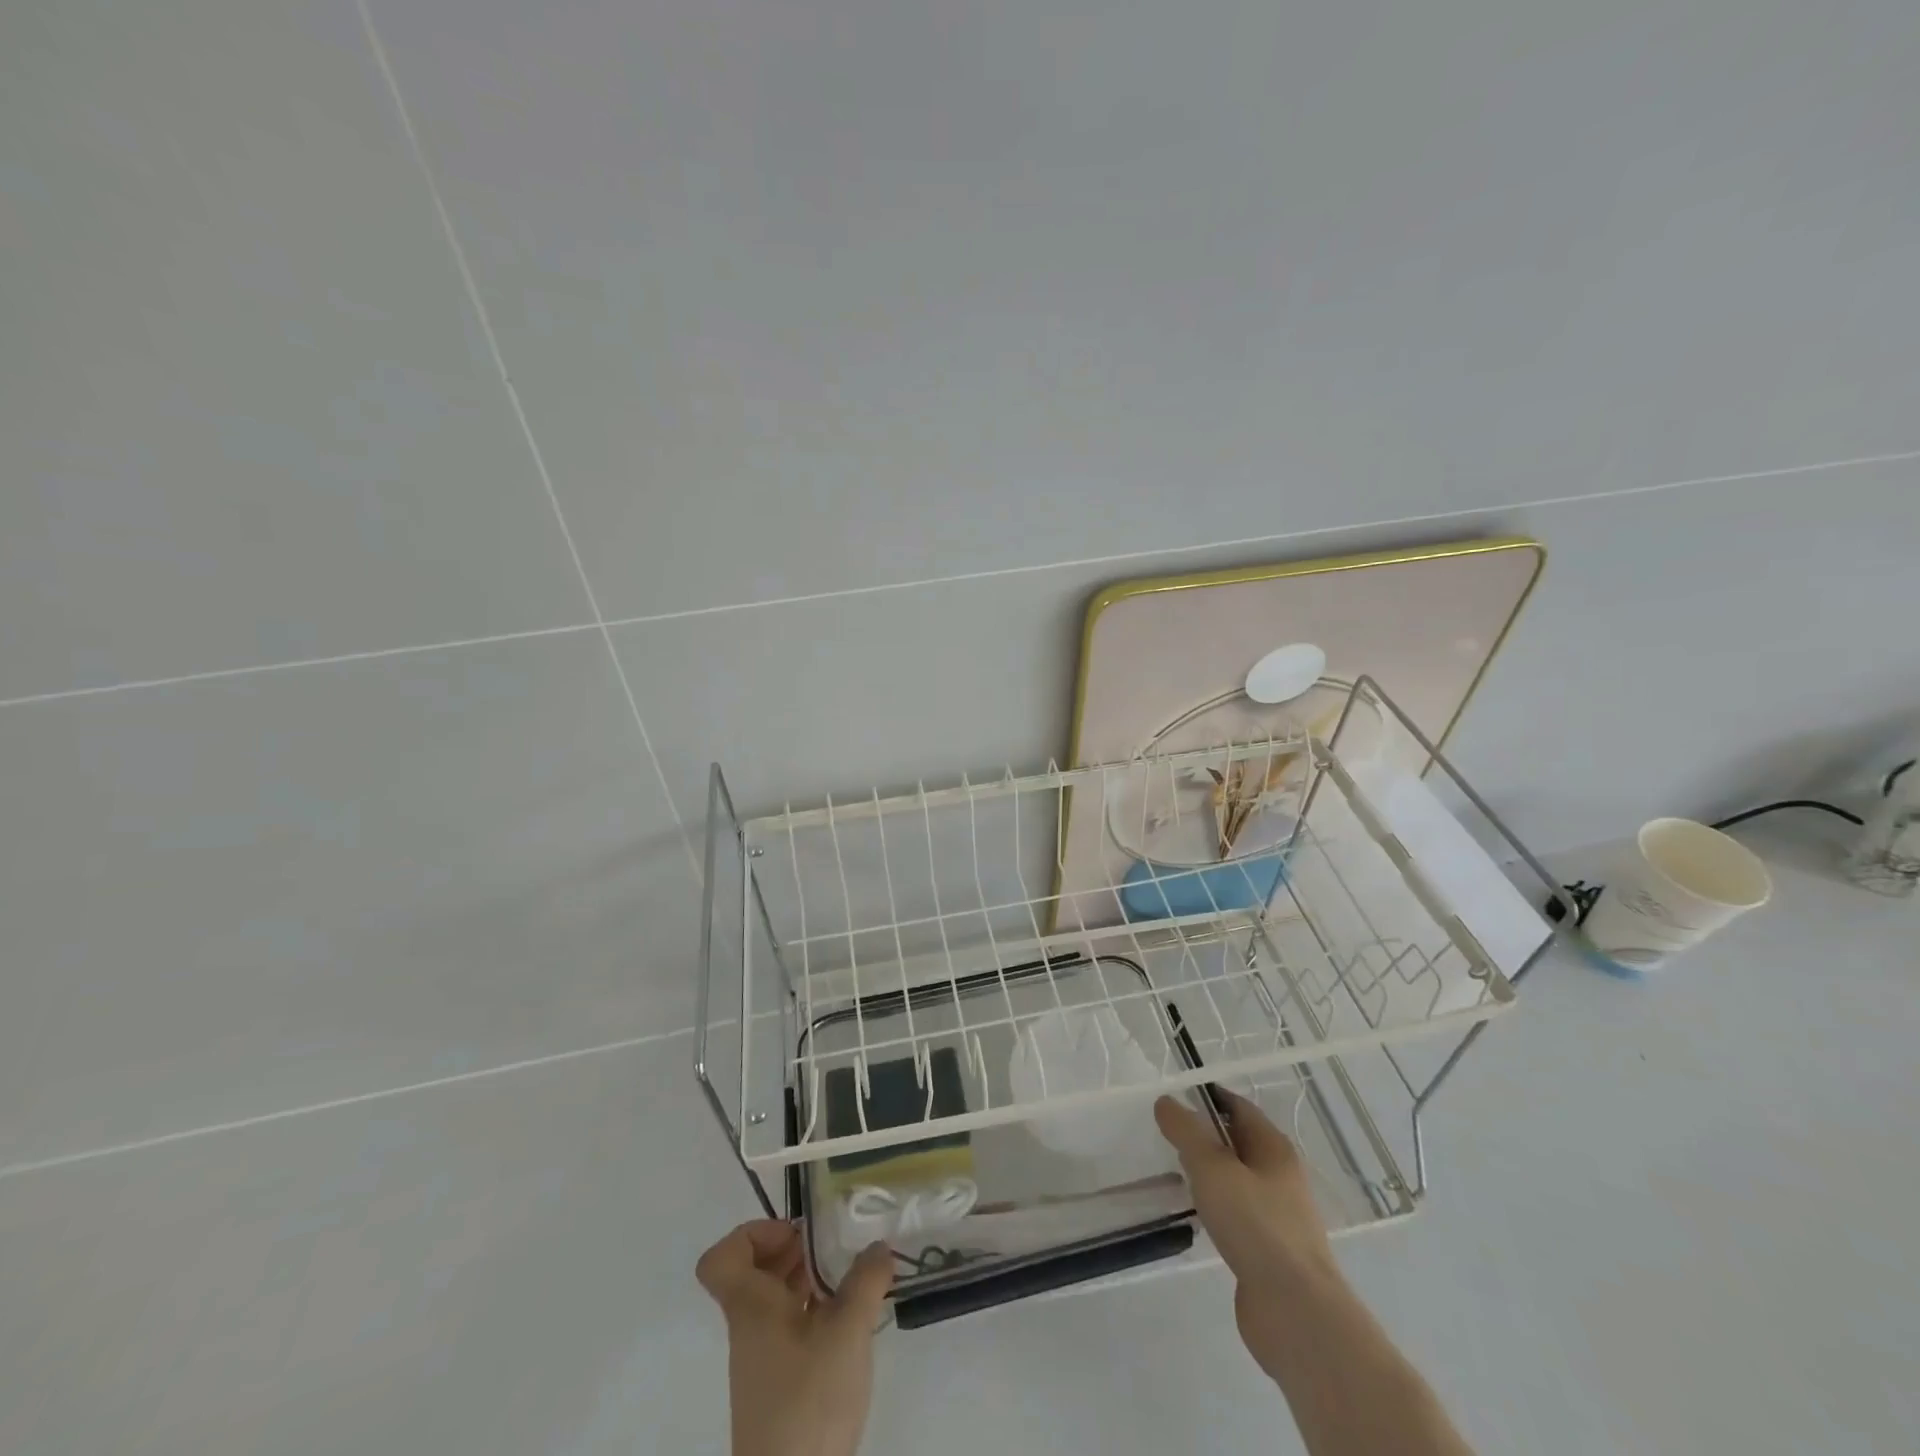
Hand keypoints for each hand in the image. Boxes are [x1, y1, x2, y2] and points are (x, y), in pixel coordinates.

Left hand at [696, 1220, 892, 1455]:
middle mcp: (749, 1327)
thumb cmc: (809, 1401)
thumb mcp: (848, 1331)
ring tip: (847, 1275)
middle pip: (753, 1271)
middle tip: (830, 1247)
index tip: (795, 1236)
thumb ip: (866, 1281)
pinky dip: (813, 1311)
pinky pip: (788, 1327)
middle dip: (791, 1250)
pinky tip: (848, 1317)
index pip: (723, 1258)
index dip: (753, 1234)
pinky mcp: (779, 1385)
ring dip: (805, 1279)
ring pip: (773, 1299)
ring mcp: (762, 1359)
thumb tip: (878, 1247)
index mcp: (751, 1307)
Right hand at [1155, 1089, 1341, 1372]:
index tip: (1172, 1099)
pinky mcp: (1269, 1251)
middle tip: (1165, 1136)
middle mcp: (1280, 1176)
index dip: (1206, 1098)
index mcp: (1274, 1148)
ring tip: (1173, 1173)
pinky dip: (1215, 1208)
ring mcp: (1277, 1215)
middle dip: (1204, 1136)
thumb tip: (1166, 1102)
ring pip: (1236, 1181)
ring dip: (1208, 1175)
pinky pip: (1237, 1215)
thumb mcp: (1212, 1168)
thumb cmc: (1256, 1225)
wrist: (1296, 1312)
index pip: (1237, 1107)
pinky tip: (1194, 1216)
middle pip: (1237, 1142)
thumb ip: (1186, 1131)